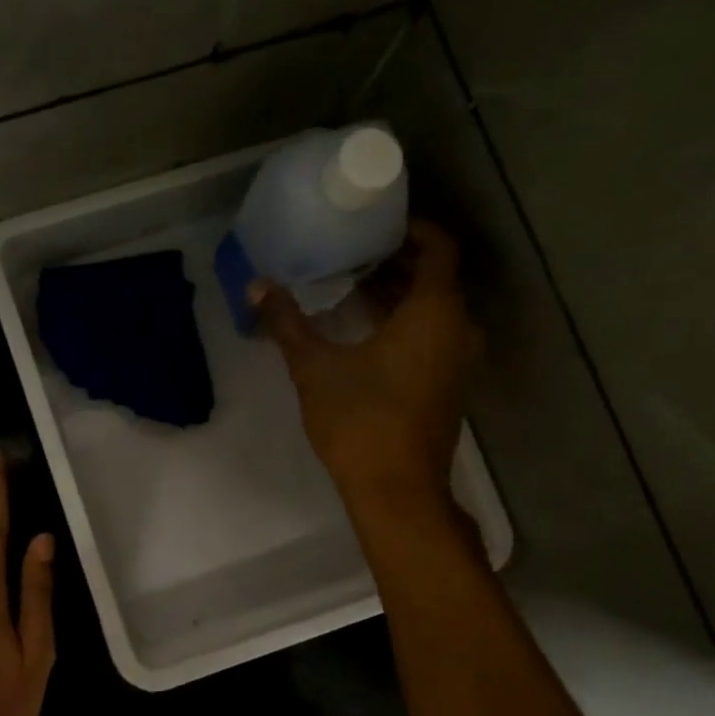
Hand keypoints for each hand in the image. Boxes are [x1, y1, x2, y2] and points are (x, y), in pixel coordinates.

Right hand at [252, 220, 477, 516]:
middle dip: (397, 262)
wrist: (396, 489)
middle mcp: (457, 329)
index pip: (437, 248)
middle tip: (353, 252)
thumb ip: (287, 323)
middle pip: (436, 278)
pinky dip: (406, 323)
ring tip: (353, 286)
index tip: (376, 225)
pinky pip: (433, 336)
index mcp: (434, 312)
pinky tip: (366, 332)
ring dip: (399, 295)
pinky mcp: (448, 386)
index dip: (412, 229)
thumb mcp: (314, 367)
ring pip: (434, 311)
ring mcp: (457, 361)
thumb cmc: (360, 420)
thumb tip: (257, 286)